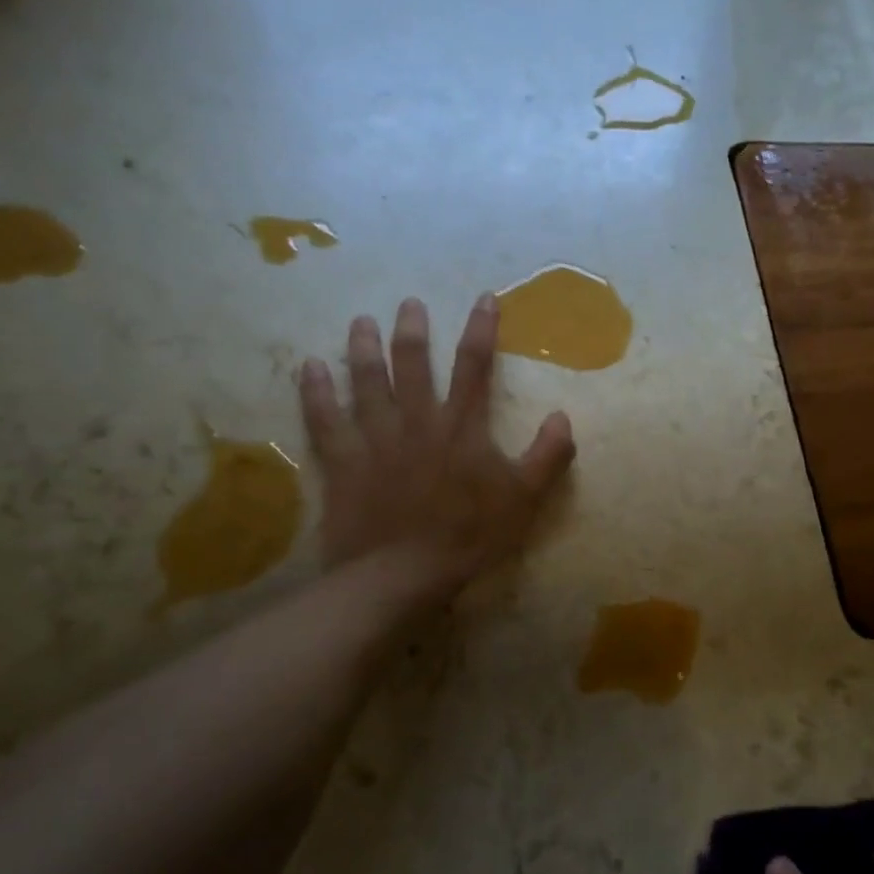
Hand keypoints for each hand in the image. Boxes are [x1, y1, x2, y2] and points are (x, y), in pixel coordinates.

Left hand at [299, 295, 574, 593]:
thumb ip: (547, 456)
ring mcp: (375, 440)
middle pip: (413, 365)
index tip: (484, 299)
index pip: (474, 367)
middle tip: (408, 303)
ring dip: (364, 349)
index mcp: (461, 428)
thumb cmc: (468, 537)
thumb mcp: (524, 500)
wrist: (402, 575)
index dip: (481, 330)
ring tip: (361, 321)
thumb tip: (563, 416)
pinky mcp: (344, 463)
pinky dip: (316, 392)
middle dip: (412, 330)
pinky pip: (325, 420)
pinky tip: (310, 367)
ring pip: (367, 383)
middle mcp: (417, 422)